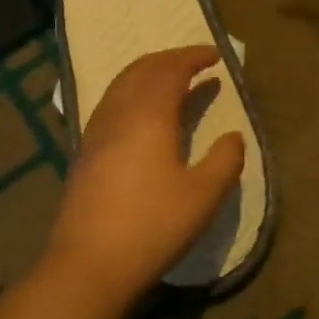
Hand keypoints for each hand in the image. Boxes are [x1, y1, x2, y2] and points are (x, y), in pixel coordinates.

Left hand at [43, 46, 246, 310]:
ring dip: (147, 73)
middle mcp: (119, 113)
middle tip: (195, 62)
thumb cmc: (153, 226)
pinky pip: (110, 103)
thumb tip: (233, 136)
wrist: (89, 262)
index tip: (216, 55)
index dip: (193, 57)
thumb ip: (225, 160)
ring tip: (170, 81)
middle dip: (170, 60)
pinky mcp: (84, 151)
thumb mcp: (204, 197)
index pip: (171, 70)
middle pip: (142, 70)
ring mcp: (96, 131)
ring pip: (121, 84)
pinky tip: (139, 114)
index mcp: (149, 115)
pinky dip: (131, 92)